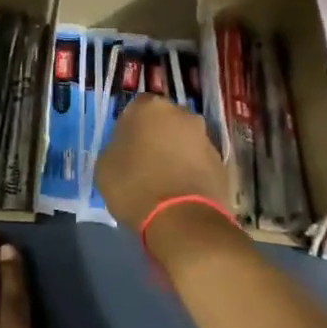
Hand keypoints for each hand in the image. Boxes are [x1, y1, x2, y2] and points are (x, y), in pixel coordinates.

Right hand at [95, 94, 231, 230]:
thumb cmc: (134, 186)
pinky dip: (190, 172)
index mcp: (149, 107)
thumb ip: (116, 147)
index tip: (124, 147)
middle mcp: (182, 114)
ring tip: (163, 182)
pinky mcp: (221, 163)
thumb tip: (127, 148)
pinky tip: (180, 193)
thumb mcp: (105, 166)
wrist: (182, 219)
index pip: (135, 108)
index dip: (129, 127)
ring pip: (184, 141)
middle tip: (144, 162)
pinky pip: (199, 162)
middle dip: (156, 136)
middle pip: (164, 121)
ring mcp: (206, 138)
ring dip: (175, 154)